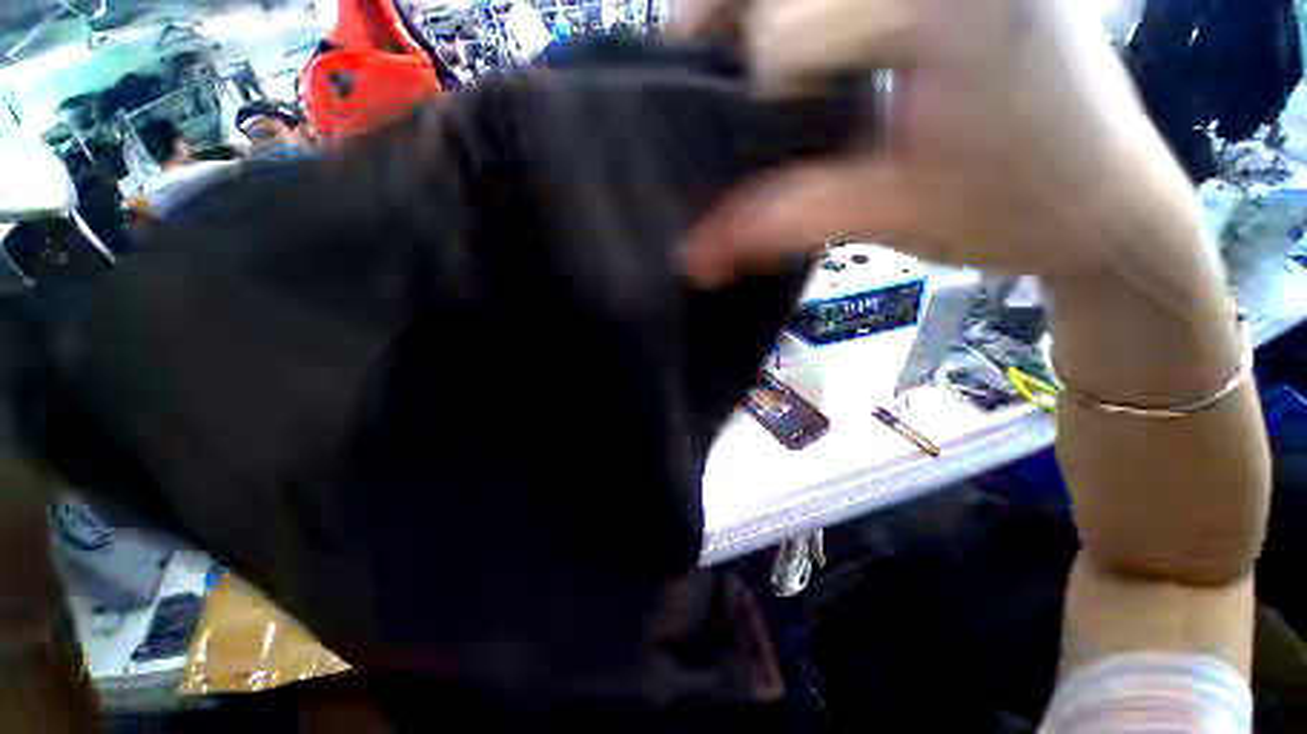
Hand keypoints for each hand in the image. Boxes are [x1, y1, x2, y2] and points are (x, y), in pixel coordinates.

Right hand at [684, 0, 1200, 288]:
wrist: (1107, 195)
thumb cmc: (1017, 210)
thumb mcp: (884, 215)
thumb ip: (776, 222)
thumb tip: (697, 254)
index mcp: (944, 7)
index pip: (783, 34)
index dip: (744, 103)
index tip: (734, 150)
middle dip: (718, 25)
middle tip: (703, 82)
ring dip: (747, 18)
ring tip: (737, 69)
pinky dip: (788, 18)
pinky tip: (792, 62)